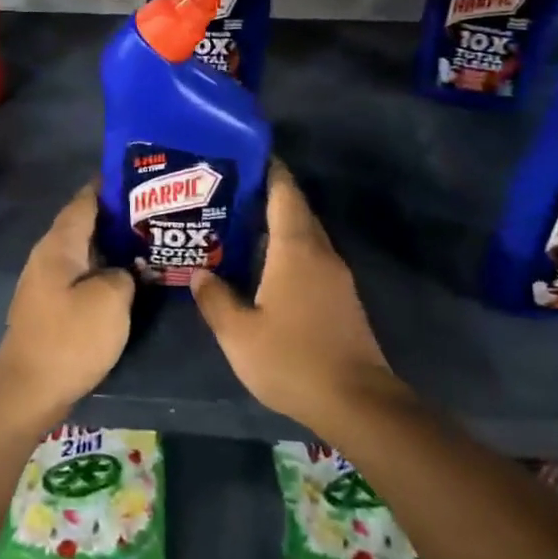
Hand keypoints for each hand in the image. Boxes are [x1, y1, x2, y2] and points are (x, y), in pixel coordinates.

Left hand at [0, 182, 133, 425]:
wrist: (29, 389)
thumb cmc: (70, 338)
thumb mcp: (111, 300)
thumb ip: (126, 273)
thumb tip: (126, 269)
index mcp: (59, 244)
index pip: (85, 201)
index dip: (109, 186)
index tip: (139, 177)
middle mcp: (48, 255)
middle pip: (85, 224)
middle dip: (117, 216)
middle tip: (155, 211)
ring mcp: (47, 281)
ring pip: (84, 251)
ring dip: (112, 245)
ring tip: (148, 240)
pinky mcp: (51, 305)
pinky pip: (81, 274)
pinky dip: (104, 269)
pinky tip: (128, 277)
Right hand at [191, 162, 405, 436]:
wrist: (357, 403)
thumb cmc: (292, 360)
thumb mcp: (239, 334)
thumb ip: (215, 299)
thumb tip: (200, 273)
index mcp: (296, 249)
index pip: (284, 193)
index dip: (268, 169)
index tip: (245, 155)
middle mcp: (320, 253)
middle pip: (295, 210)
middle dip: (267, 195)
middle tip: (228, 191)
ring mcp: (336, 276)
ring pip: (304, 235)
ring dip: (277, 224)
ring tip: (240, 224)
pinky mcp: (341, 298)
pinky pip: (311, 257)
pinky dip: (288, 249)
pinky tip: (265, 265)